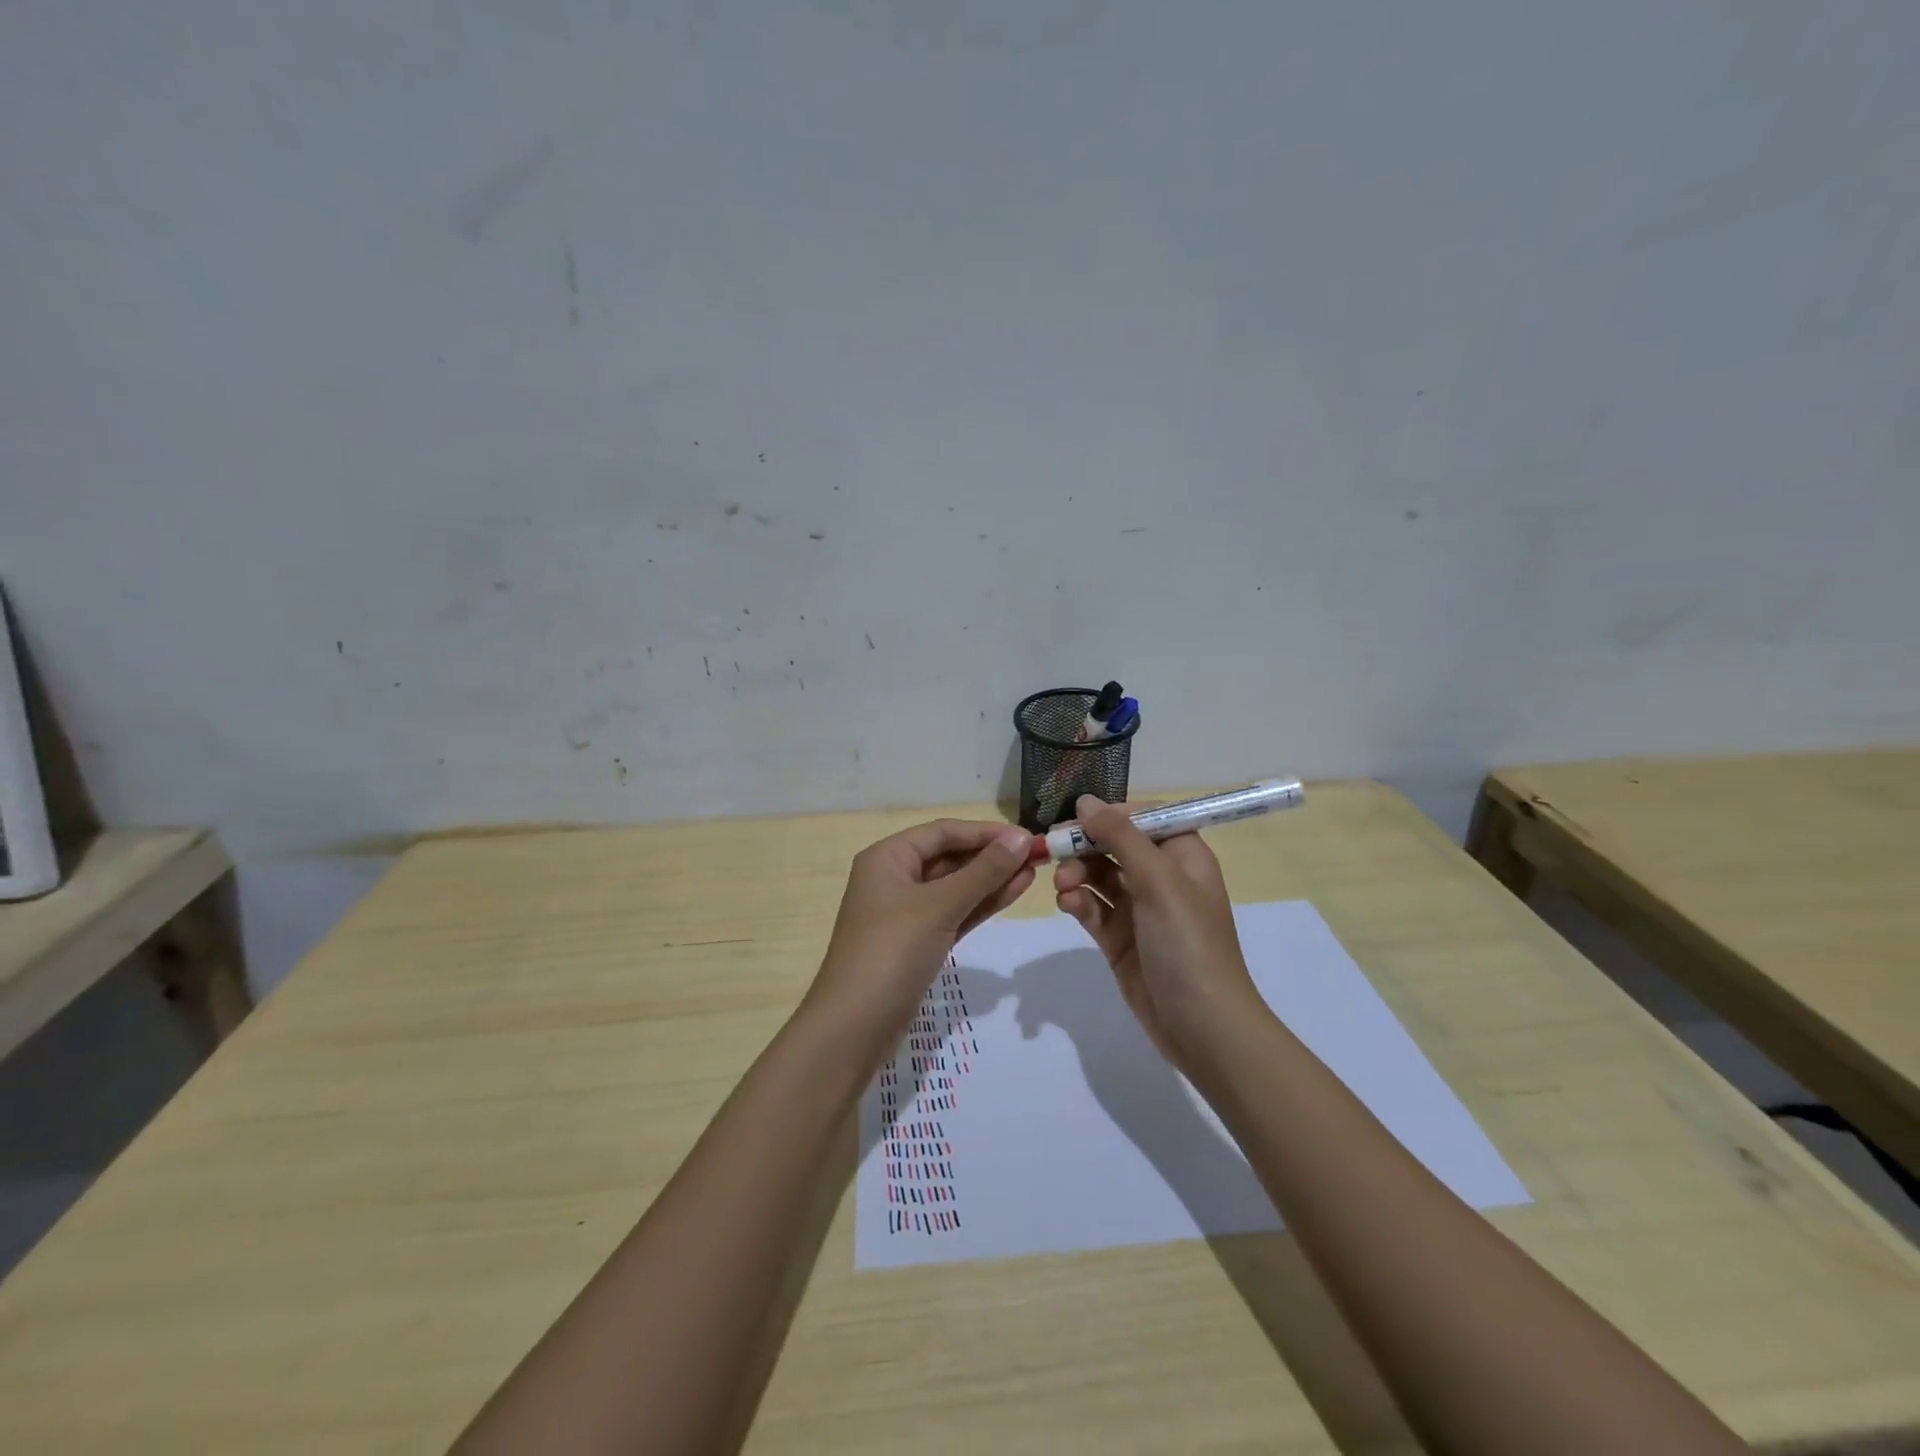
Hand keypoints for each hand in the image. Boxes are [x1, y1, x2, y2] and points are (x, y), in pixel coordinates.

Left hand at [809, 819, 1035, 1038]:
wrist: (854, 1028)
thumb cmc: (891, 952)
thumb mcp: (938, 906)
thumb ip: (983, 872)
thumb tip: (1022, 839)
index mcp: (888, 857)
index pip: (943, 832)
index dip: (986, 832)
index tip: (1028, 837)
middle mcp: (895, 878)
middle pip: (950, 856)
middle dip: (992, 855)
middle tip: (1039, 856)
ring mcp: (907, 913)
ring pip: (957, 886)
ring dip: (993, 879)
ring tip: (1035, 872)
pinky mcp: (920, 942)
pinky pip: (956, 912)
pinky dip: (983, 903)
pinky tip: (1014, 892)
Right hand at [1053, 795, 1265, 1066]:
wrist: (1202, 1026)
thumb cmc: (1187, 943)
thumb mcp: (1158, 881)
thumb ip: (1121, 837)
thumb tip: (1086, 801)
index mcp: (1182, 856)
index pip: (1143, 818)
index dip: (1111, 815)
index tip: (1078, 820)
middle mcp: (1161, 877)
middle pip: (1114, 845)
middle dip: (1085, 846)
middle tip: (1055, 850)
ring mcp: (1139, 910)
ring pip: (1098, 876)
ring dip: (1077, 874)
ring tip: (1064, 887)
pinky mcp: (1120, 939)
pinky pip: (1093, 908)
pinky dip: (1078, 902)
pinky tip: (1068, 906)